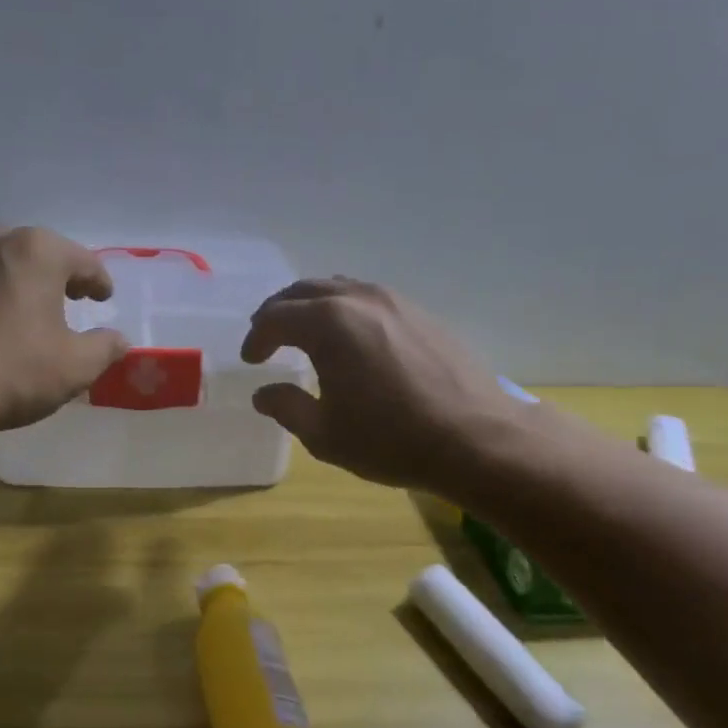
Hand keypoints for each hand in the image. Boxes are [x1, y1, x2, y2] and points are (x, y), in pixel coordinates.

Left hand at [0, 227, 128, 434]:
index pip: (83, 261)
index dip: (98, 281)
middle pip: (41, 252)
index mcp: (38, 251)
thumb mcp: (76, 365)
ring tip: (34, 309)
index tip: (104, 298)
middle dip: (60, 273)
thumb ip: (105, 347)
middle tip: (72, 297)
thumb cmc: (14, 369)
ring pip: (5, 263)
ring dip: (24, 281)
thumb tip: (119, 340)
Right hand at [241, 278, 506, 490]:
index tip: (251, 360)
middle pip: (305, 290)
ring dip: (314, 306)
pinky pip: (370, 299)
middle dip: (280, 312)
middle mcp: (359, 299)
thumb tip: (264, 394)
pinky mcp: (422, 314)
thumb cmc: (391, 439)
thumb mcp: (325, 434)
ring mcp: (395, 301)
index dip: (257, 337)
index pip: (276, 317)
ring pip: (340, 289)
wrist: (477, 438)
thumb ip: (287, 408)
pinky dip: (346, 310)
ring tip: (306, 333)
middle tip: (268, 336)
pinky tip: (352, 339)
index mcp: (329, 323)